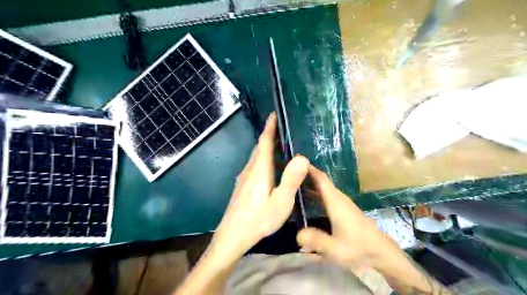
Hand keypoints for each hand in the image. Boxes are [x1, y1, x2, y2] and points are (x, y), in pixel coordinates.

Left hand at [209, 113, 309, 264]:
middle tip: (284, 130)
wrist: (233, 235)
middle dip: (269, 135)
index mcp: (260, 170)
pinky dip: (263, 159)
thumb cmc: (259, 219)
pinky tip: (271, 168)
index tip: (274, 114)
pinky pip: (254, 165)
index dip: (269, 127)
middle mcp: (250, 169)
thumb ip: (291, 180)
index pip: (264, 141)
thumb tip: (302, 157)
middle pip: (259, 147)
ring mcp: (244, 178)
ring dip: (266, 148)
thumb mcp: (281, 202)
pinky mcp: (242, 186)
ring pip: (256, 157)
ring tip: (281, 147)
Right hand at [296, 166, 399, 269]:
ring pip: (325, 188)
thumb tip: (297, 234)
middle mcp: (339, 198)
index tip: (296, 161)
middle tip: (288, 174)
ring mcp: (343, 203)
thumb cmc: (359, 248)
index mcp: (336, 202)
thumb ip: (316, 240)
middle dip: (306, 175)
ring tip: (295, 185)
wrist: (382, 252)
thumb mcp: (336, 249)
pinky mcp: (345, 210)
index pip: (321, 179)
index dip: (309, 169)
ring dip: (311, 183)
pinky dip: (317, 192)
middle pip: (322, 181)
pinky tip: (309, 199)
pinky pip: (328, 195)